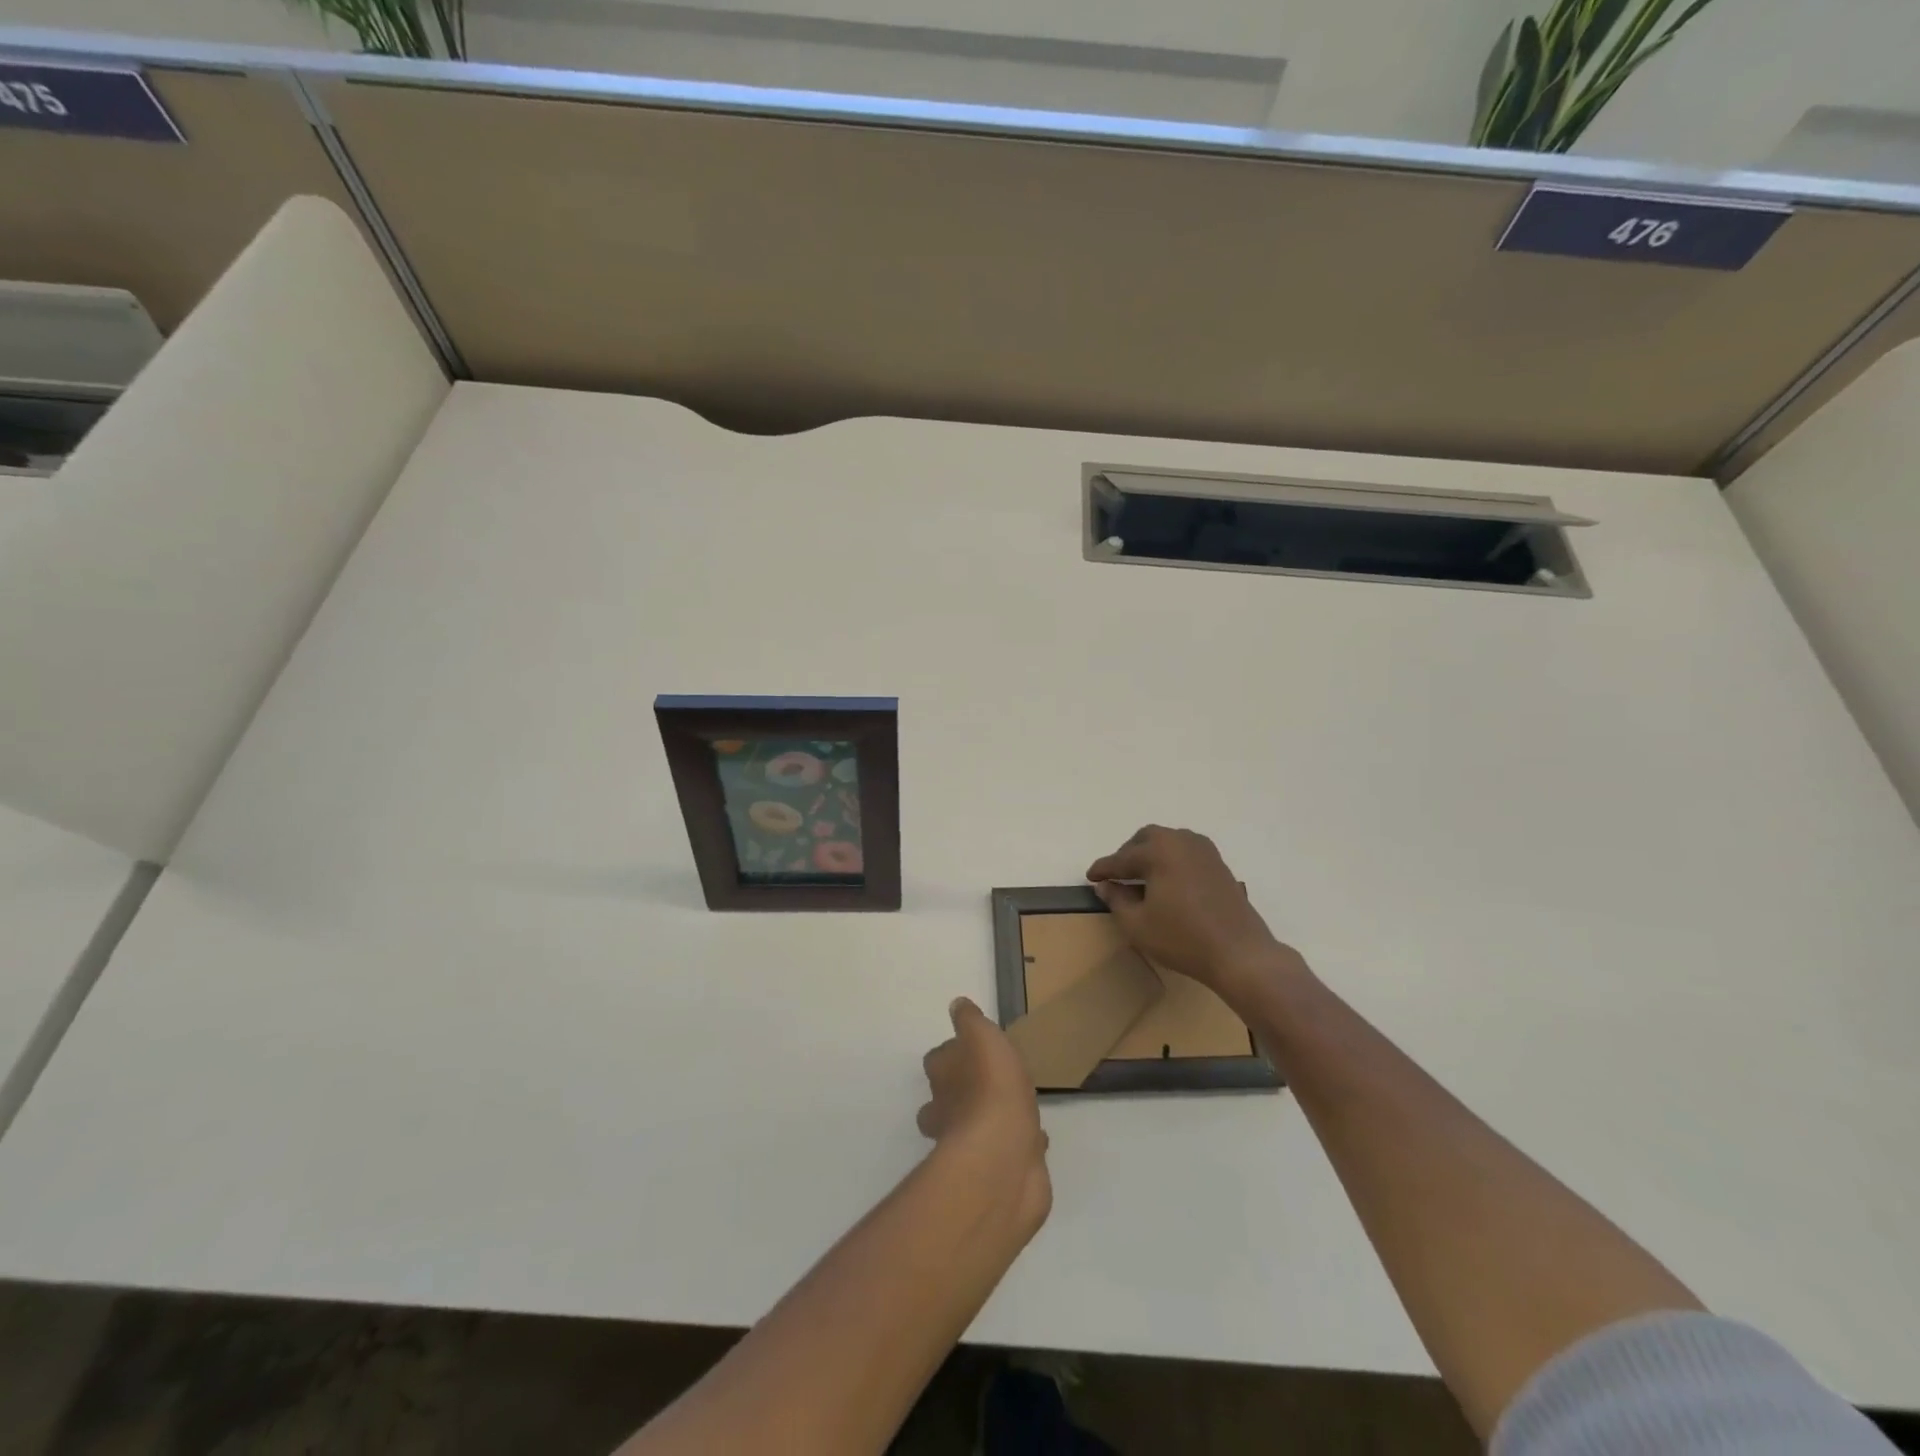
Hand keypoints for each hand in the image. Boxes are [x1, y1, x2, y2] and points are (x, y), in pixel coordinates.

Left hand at [919, 998, 1051, 1233]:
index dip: (952, 1054)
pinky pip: (1006, 1151)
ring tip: (1014, 1108)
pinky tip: (1035, 1138)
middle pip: (946, 1098)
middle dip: (962, 1092)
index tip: (971, 1048)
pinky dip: (1018, 1144)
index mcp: (942, 1077)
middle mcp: (946, 1112)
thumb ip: (969, 1021)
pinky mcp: (996, 1171)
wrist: (1003, 1155)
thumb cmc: (991, 1086)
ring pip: (974, 1128)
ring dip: (989, 1119)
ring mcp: (969, 1146)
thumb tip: (956, 1006)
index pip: (938, 1061)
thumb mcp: (981, 1036)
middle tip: (989, 1081)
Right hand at [1086, 825, 1292, 1007]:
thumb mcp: (1138, 924)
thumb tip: (1105, 885)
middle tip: (1116, 875)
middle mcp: (1181, 841)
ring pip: (1169, 842)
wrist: (1240, 953)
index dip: (1103, 869)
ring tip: (1141, 878)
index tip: (1090, 877)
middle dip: (1128, 854)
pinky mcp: (1220, 865)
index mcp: (1158, 851)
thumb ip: (1116, 899)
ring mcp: (1205, 851)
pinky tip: (1168, 883)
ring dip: (1151, 854)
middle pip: (1146, 839)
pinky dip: (1171, 860)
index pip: (1121, 858)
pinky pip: (1186, 852)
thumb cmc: (1182, 938)